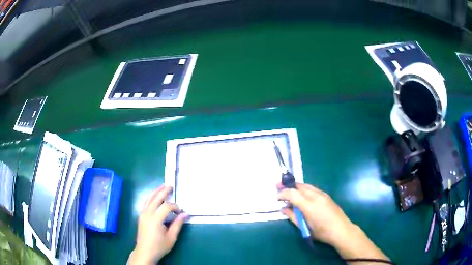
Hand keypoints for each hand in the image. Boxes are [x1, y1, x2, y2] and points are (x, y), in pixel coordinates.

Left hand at [129, 186, 186, 264]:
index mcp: (155, 219)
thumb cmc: (159, 246)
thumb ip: (178, 224)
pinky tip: (154, 196)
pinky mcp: (140, 216)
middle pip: (156, 199)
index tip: (180, 213)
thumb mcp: (171, 237)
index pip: (166, 207)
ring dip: (156, 192)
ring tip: (162, 186)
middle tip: (171, 186)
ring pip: (149, 199)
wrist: (145, 251)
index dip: (175, 207)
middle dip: (164, 192)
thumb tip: (185, 214)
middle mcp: (147, 214)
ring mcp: (142, 214)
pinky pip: (145, 203)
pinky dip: (150, 197)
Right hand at [278, 183, 353, 246]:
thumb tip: (283, 209)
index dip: (283, 193)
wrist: (341, 230)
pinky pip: (313, 188)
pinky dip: (304, 189)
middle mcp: (316, 196)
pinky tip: (302, 194)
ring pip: (306, 186)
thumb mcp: (305, 227)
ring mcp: (322, 195)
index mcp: (309, 205)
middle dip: (288, 186)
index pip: (292, 193)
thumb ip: (293, 217)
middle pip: (299, 186)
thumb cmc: (322, 232)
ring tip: (288, 189)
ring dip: (296, 186)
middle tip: (278, 186)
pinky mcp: (327, 196)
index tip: (277, 197)